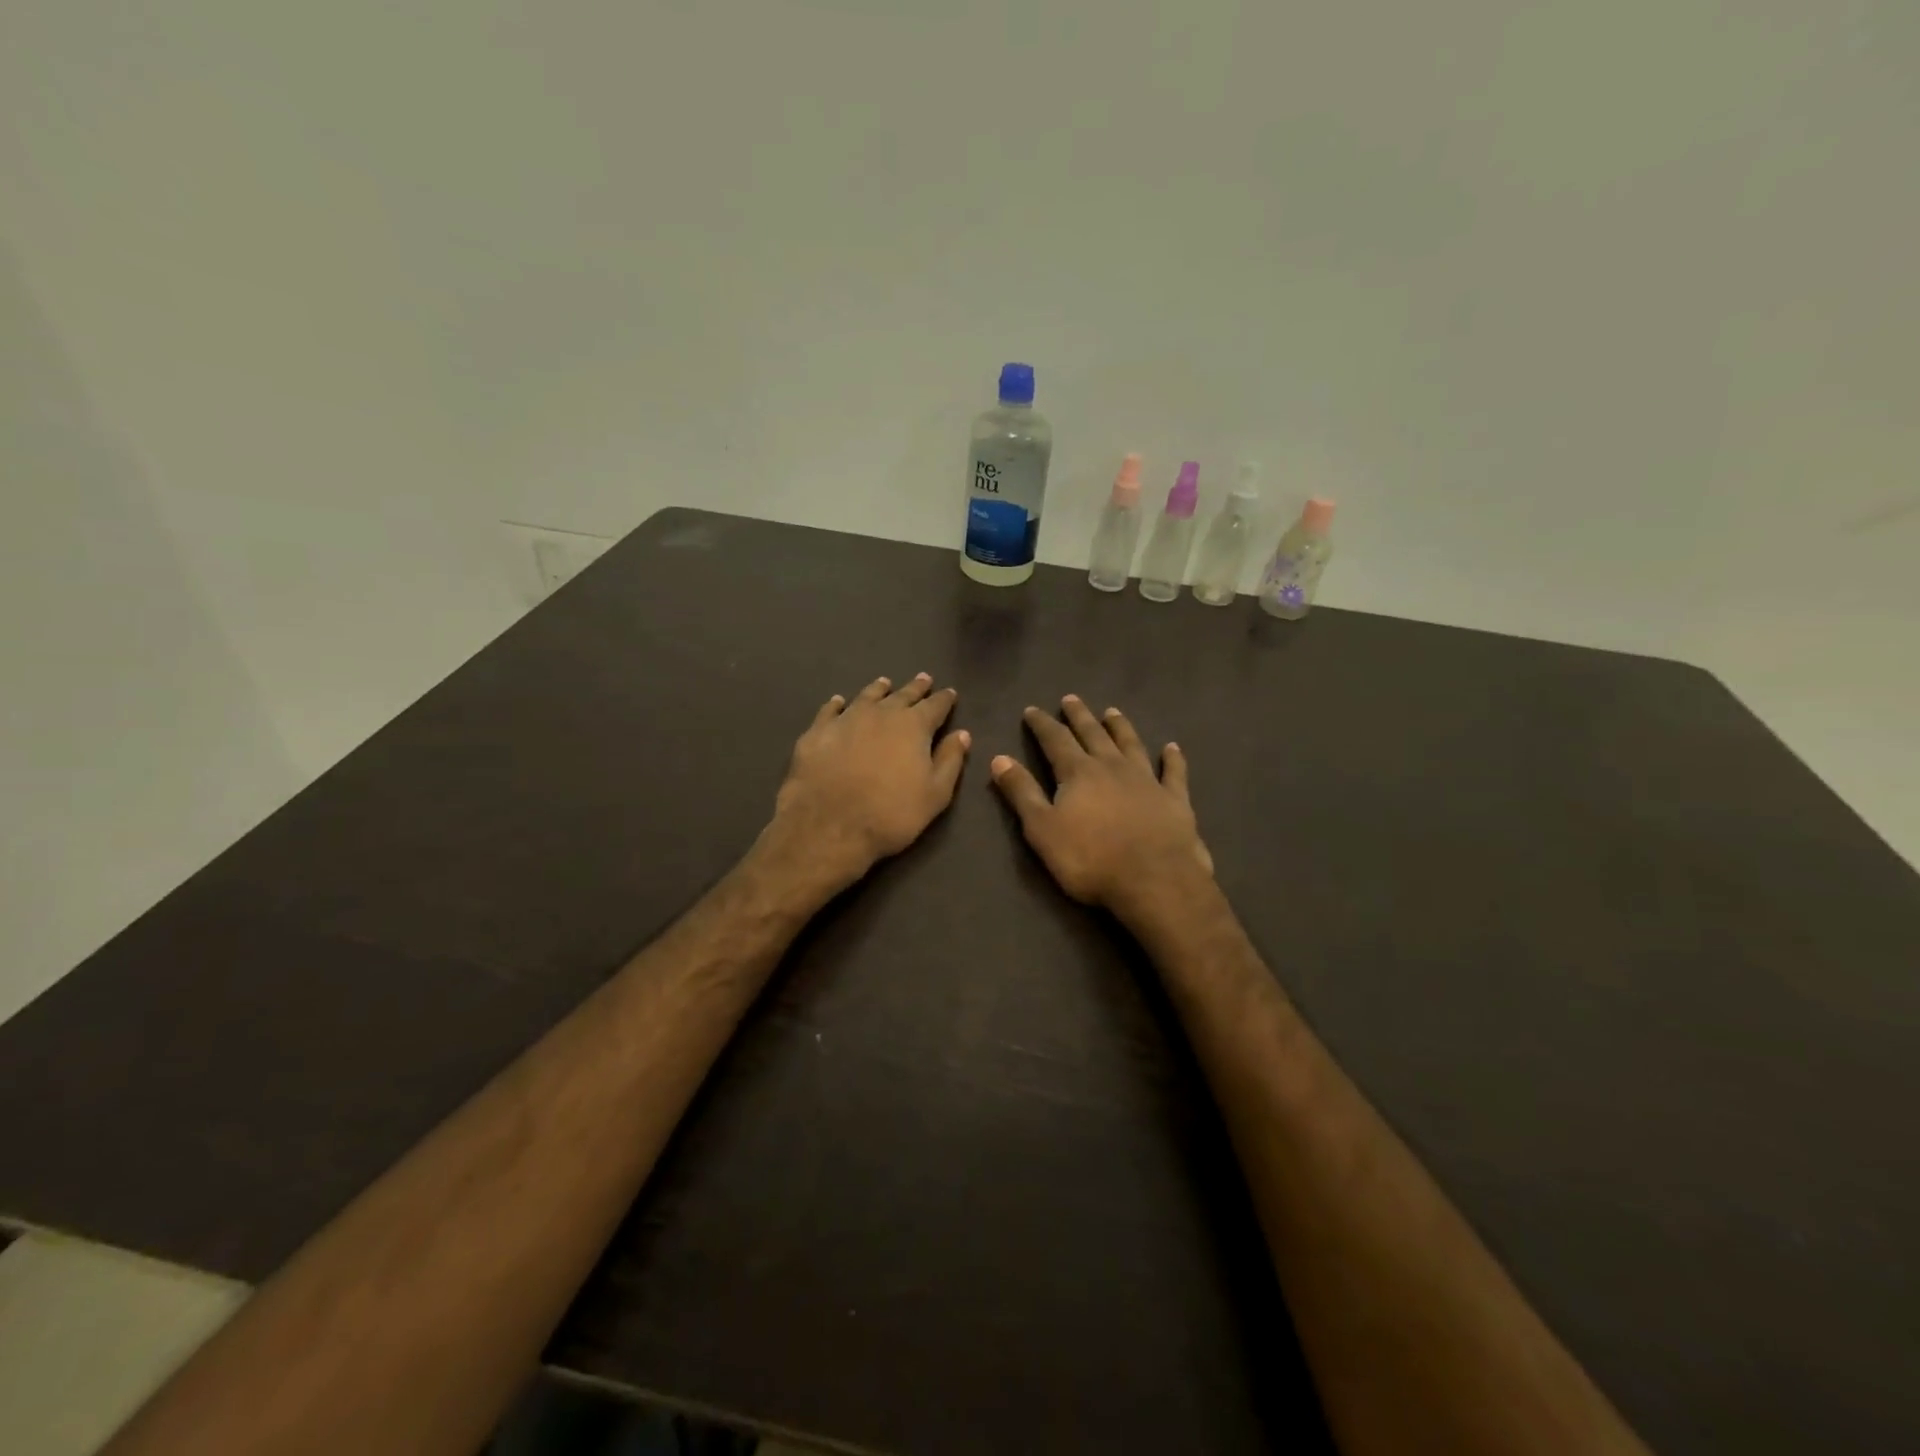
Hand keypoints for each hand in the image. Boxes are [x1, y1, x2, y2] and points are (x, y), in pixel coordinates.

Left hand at [767, 673, 970, 889]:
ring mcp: (846, 720)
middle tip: (924, 679)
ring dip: (878, 689)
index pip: (934, 706)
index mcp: (913, 726)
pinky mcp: (817, 733)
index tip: (950, 693)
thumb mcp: (935, 794)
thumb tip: (962, 734)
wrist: (830, 827)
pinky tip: (839, 701)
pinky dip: (837, 704)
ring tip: (885, 683)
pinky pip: (829, 710)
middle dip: (915, 688)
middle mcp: (881, 714)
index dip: (944, 699)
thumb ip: (950, 761)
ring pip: (866, 696)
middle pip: (902, 695)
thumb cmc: (891, 814)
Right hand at [990, 695, 1212, 915]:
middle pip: (1093, 734)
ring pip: (1131, 744)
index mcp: (1078, 773)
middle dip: (1079, 716)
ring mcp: (1147, 780)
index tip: (1032, 710)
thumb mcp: (1042, 829)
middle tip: (1071, 698)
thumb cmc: (1090, 859)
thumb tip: (999, 758)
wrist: (1154, 881)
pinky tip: (1172, 748)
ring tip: (1112, 711)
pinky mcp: (1175, 799)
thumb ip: (1022, 792)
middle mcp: (1113, 767)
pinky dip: (1172, 758)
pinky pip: (1173, 772)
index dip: (1042, 724)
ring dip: (1120, 727)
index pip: (1055, 740)